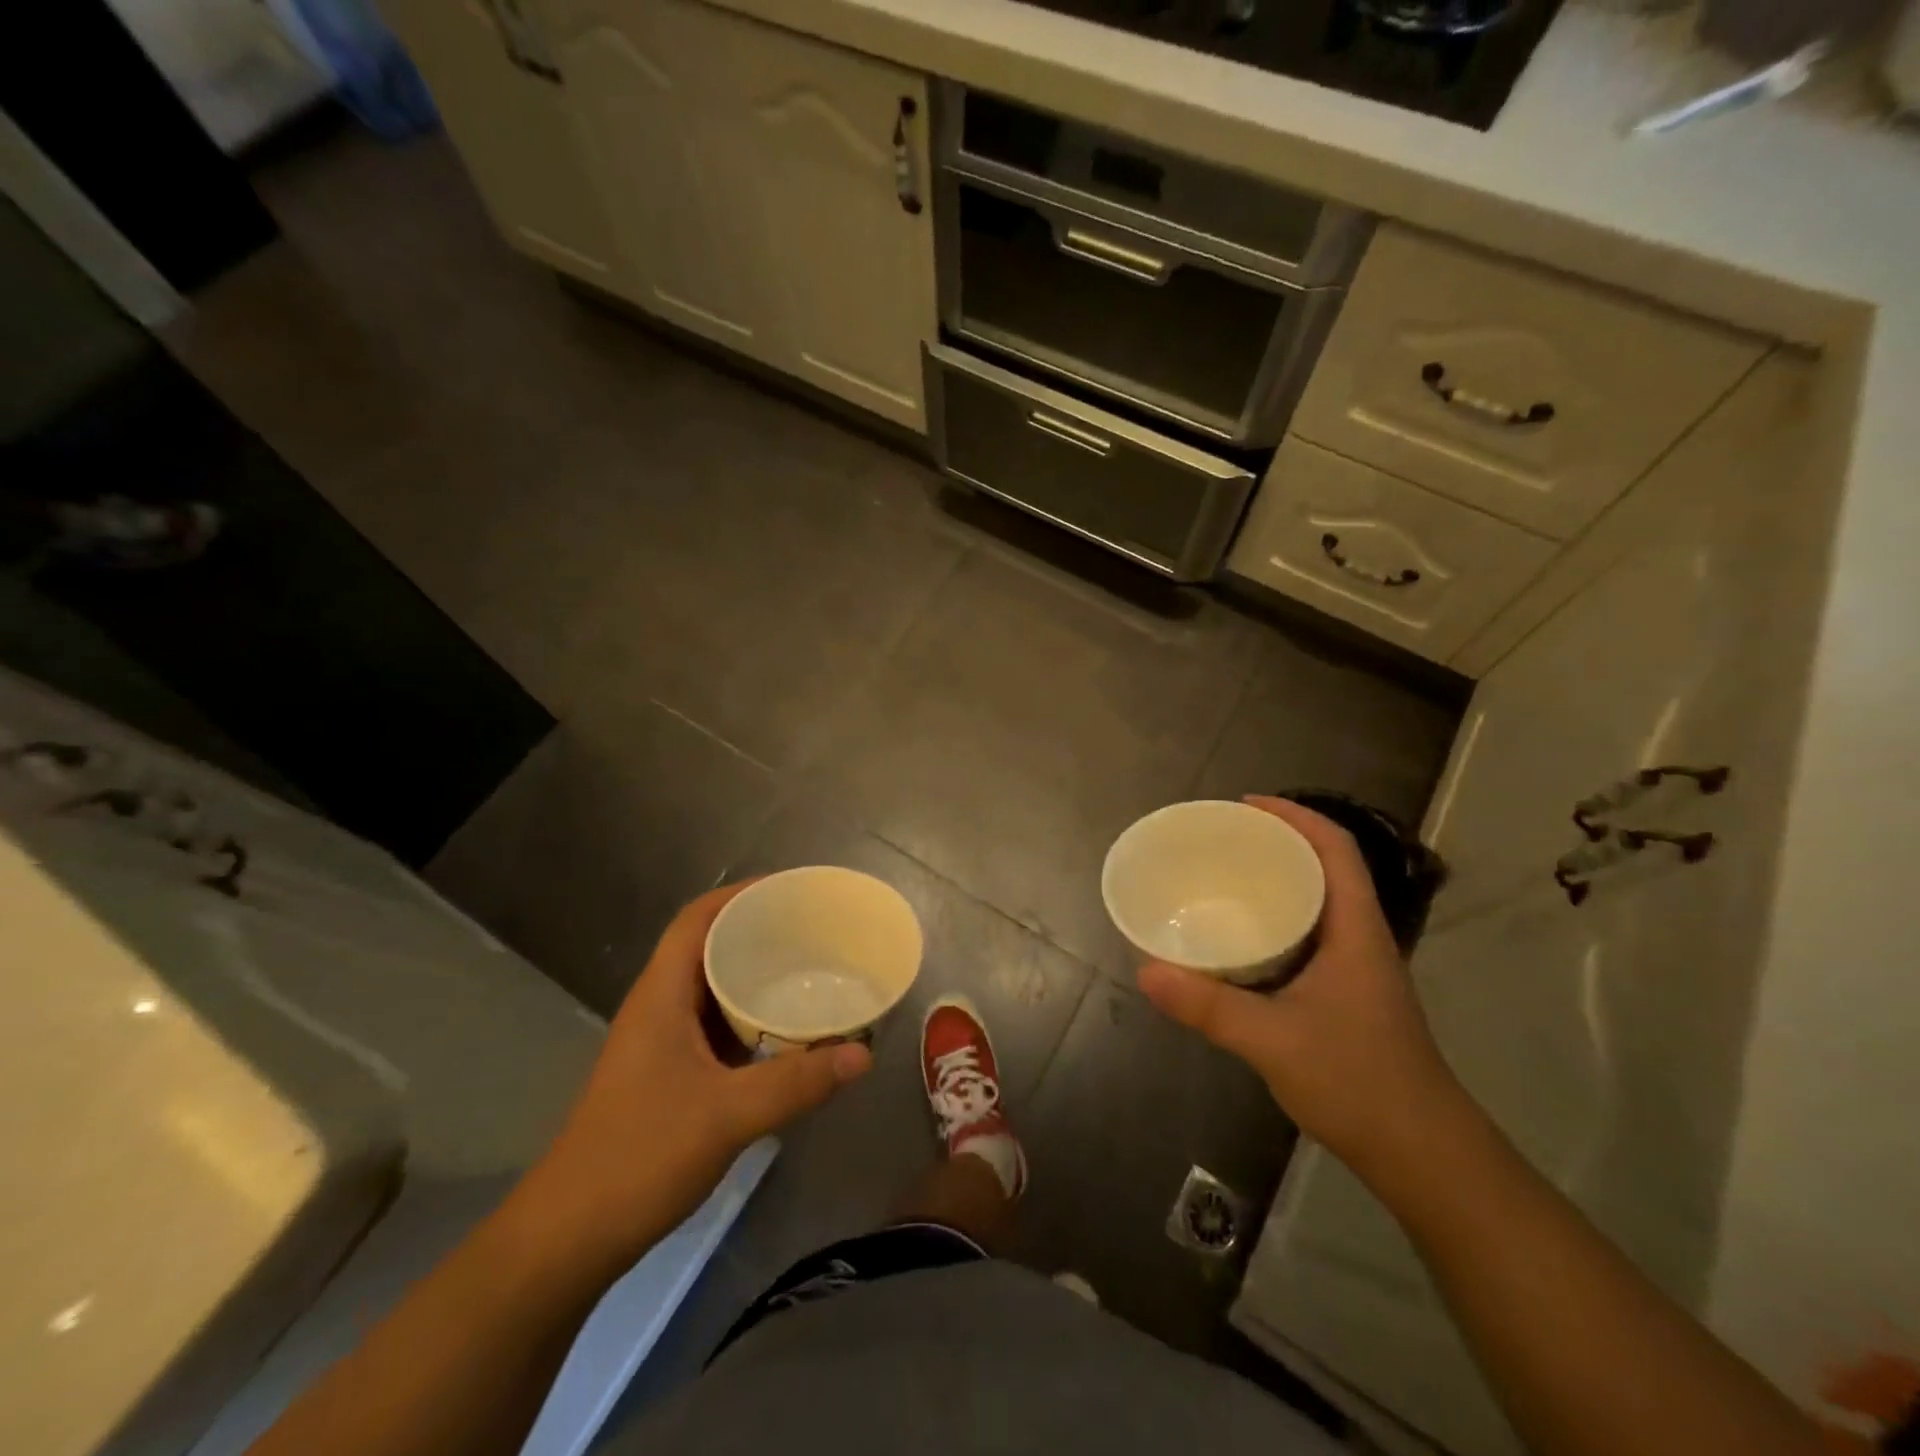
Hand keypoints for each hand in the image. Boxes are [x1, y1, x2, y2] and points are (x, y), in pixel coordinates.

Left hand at [526, 882, 871, 1264]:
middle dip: (759, 931)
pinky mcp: (669, 1074)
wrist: (569, 1237)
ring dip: (757, 976)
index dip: (741, 894)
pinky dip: (752, 1017)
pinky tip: (788, 1032)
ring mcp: (662, 1043)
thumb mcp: (727, 1115)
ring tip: (811, 970)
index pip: (698, 919)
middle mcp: (660, 1007)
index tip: (792, 890)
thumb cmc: (639, 1157)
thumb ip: (798, 1082)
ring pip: (714, 989)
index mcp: (662, 995)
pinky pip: (717, 1026)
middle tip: (815, 930)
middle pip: (709, 946)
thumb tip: (864, 1053)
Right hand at [1137, 795, 1461, 1176]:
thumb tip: (1145, 970)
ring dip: (1277, 882)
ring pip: (1317, 904)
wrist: (1423, 1155)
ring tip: (1224, 879)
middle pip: (1325, 868)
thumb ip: (1208, 1006)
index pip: (1335, 849)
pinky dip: (1276, 923)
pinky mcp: (1346, 997)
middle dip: (1278, 843)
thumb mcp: (1273, 1039)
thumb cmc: (1358, 1082)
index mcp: (1355, 930)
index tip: (1246, 805)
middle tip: (1222, 840)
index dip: (1296, 816)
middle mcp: (1360, 939)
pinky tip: (1241, 943)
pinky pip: (1308, 937)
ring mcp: (1357, 970)